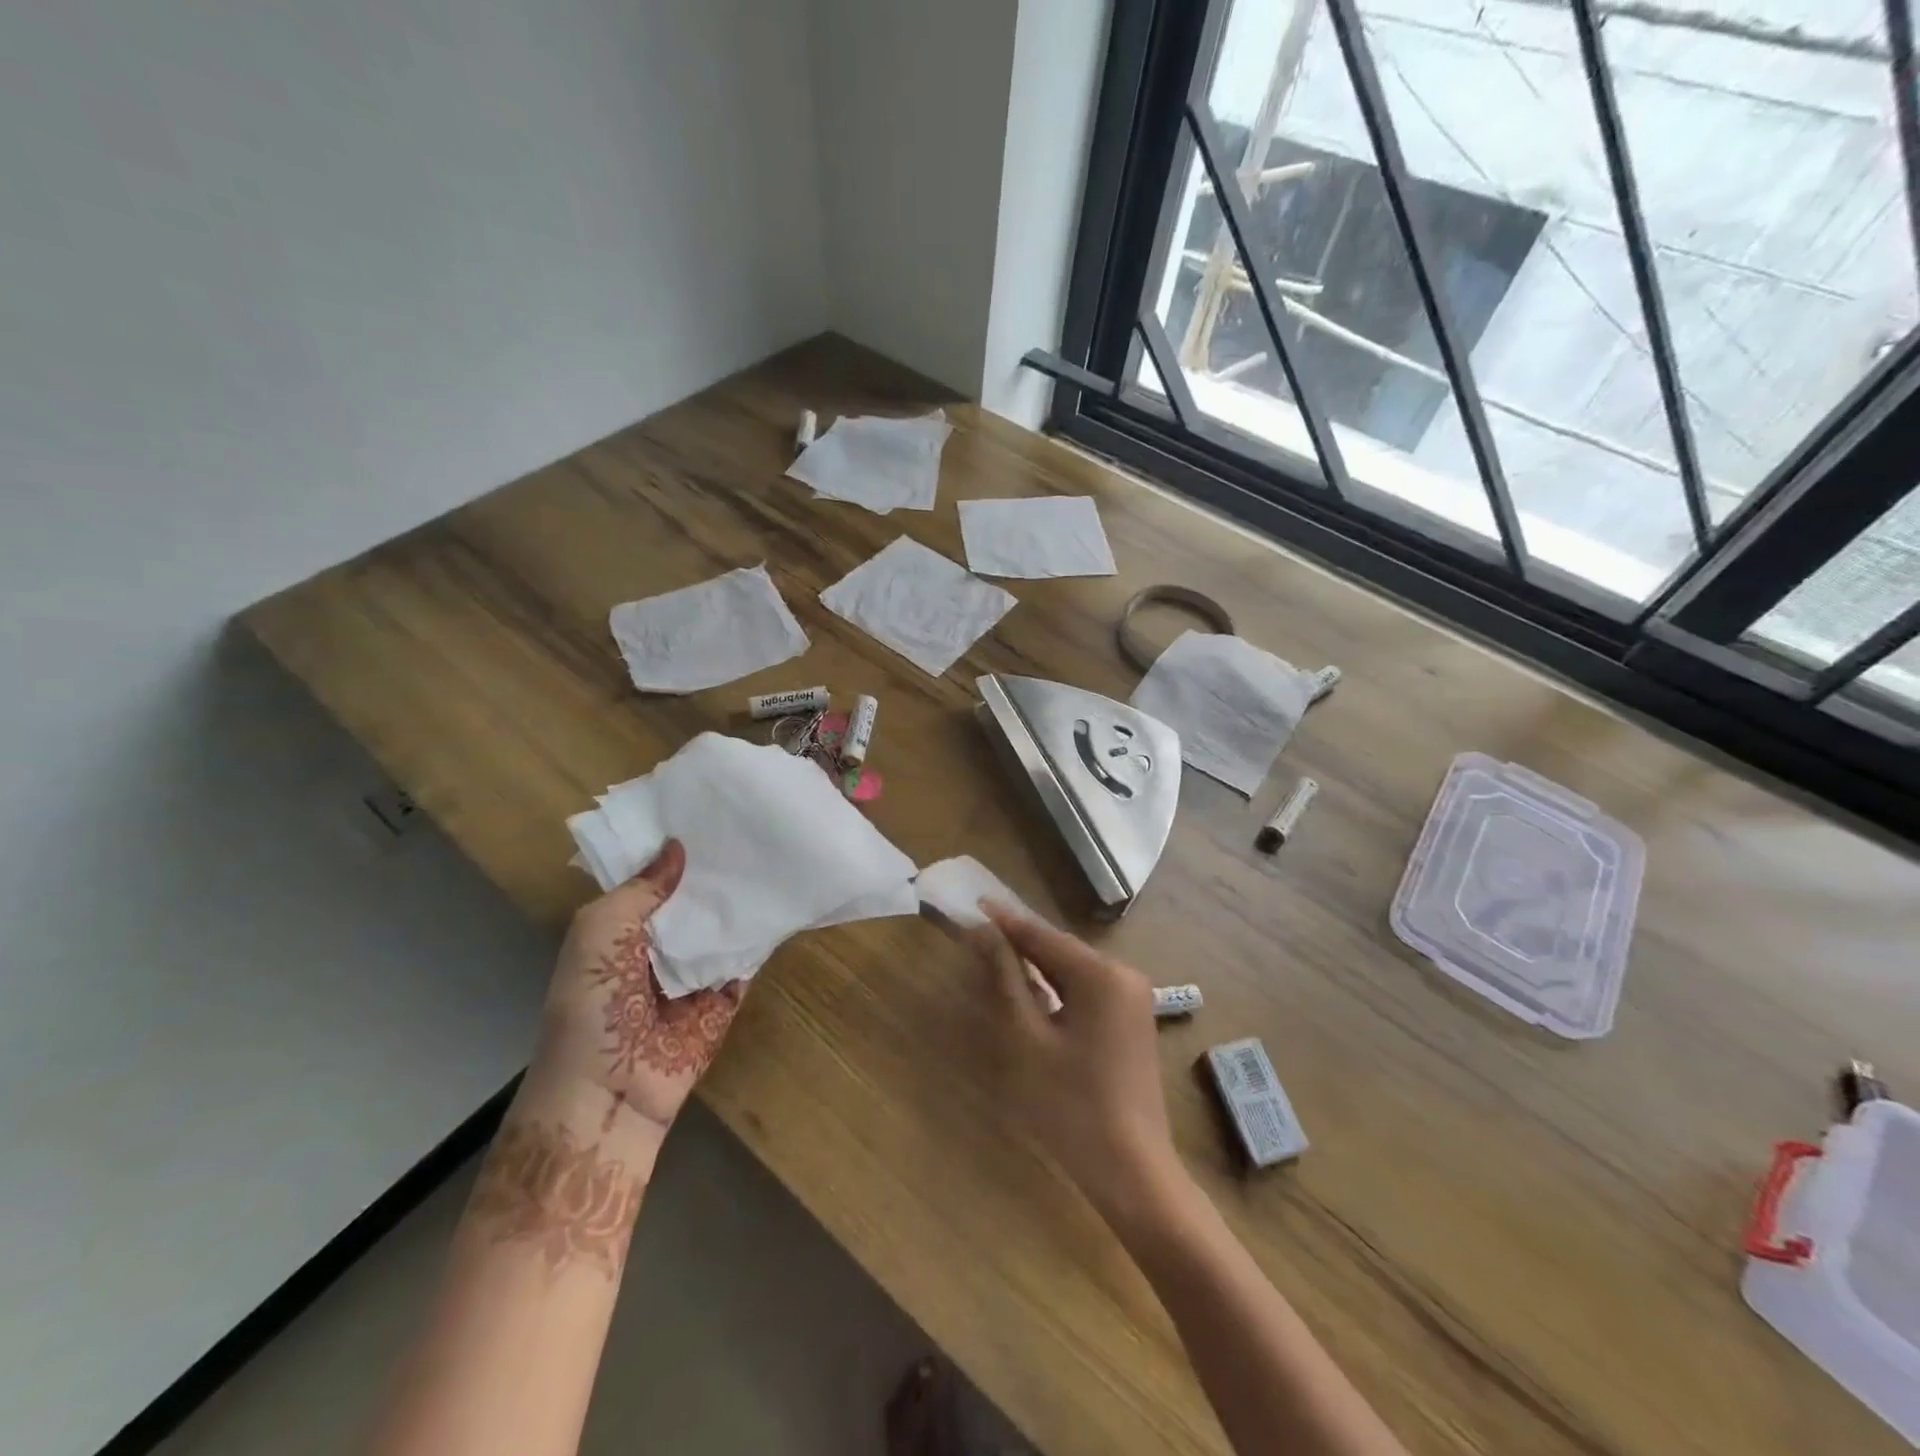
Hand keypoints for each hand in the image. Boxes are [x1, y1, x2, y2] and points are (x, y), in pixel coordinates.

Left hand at [534, 839, 747, 1133]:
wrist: (611, 1092)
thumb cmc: (591, 1006)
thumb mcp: (599, 933)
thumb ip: (640, 890)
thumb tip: (678, 846)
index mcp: (621, 929)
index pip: (652, 879)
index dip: (673, 850)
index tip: (706, 811)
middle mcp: (658, 945)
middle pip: (693, 900)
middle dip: (713, 871)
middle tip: (750, 826)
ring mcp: (694, 972)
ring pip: (722, 927)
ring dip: (741, 901)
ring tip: (773, 853)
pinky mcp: (724, 997)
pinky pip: (746, 960)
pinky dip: (761, 938)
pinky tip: (783, 903)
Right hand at [968, 905, 1181, 1224]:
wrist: (1132, 1170)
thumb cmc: (1071, 1106)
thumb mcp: (1027, 1040)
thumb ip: (1006, 980)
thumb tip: (984, 934)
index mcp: (1101, 974)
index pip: (1042, 935)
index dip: (1004, 921)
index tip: (973, 903)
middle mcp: (1123, 974)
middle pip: (1060, 949)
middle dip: (1020, 942)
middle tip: (978, 934)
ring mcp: (1133, 997)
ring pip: (1073, 968)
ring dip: (1037, 964)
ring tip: (996, 956)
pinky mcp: (1132, 1019)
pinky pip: (1087, 988)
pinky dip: (1058, 986)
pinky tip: (1032, 991)